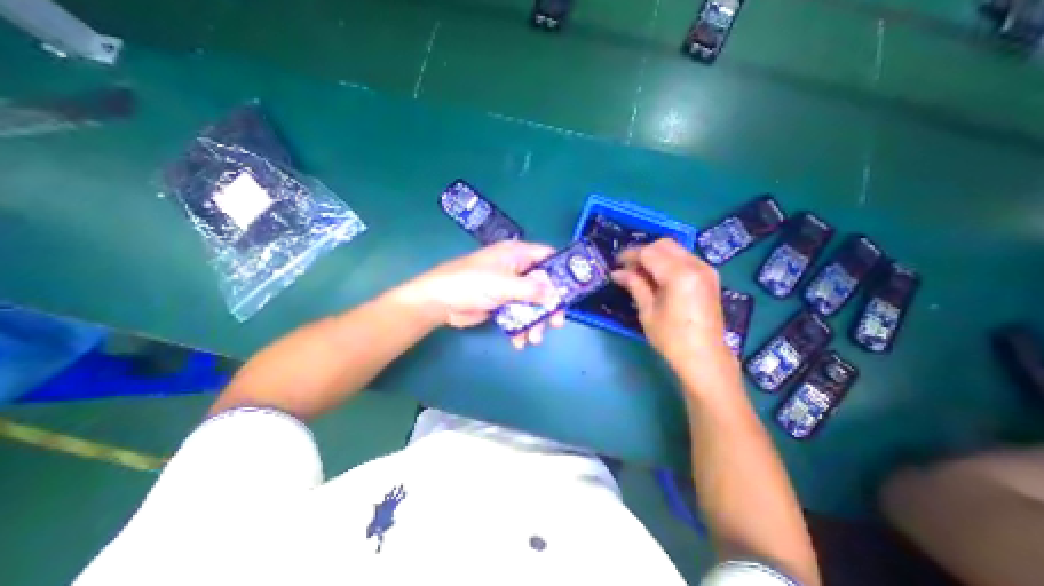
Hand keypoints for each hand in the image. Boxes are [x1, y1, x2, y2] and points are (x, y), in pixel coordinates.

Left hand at [403, 241, 568, 349]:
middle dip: (549, 306)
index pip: (547, 256)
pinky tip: (518, 341)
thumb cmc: (470, 283)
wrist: (439, 302)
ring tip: (534, 339)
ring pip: (532, 303)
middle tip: (556, 323)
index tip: (572, 290)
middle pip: (543, 285)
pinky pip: (518, 314)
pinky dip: (521, 327)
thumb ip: (531, 289)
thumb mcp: (503, 284)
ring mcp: (509, 288)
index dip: (561, 271)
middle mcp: (516, 269)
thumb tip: (555, 294)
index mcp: (517, 254)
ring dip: (535, 322)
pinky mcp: (502, 304)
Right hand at [613, 238, 732, 375]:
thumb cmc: (671, 338)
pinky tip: (658, 277)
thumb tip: (616, 273)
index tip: (615, 263)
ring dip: (655, 256)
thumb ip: (634, 285)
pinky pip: (684, 259)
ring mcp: (706, 270)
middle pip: (664, 245)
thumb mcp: (647, 311)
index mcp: (679, 275)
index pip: (649, 252)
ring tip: (640, 273)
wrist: (705, 358)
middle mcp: (696, 265)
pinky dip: (668, 262)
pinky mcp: (709, 277)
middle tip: (628, 268)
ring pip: (675, 249)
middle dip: (643, 252)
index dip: (630, 255)